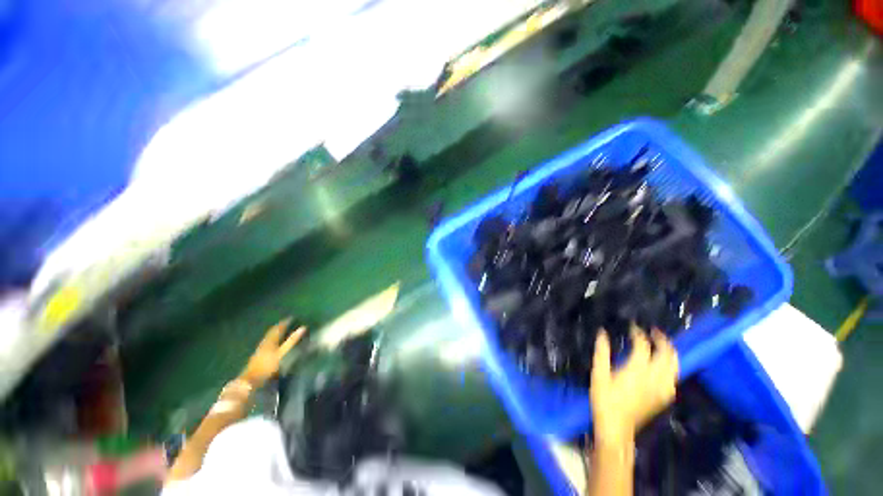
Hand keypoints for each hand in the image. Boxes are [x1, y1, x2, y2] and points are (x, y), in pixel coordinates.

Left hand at [240, 318, 306, 386]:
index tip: (292, 318)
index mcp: (271, 340)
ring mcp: (260, 349)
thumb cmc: (268, 365)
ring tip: (281, 331)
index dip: (285, 322)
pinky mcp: (258, 355)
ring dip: (275, 333)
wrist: (250, 380)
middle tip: (287, 323)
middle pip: (272, 332)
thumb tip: (303, 327)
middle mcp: (265, 342)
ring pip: (269, 337)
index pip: (278, 328)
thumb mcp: (282, 353)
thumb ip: (292, 341)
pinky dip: (272, 340)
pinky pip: (267, 343)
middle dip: (280, 327)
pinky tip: (273, 344)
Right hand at [590, 325, 677, 446]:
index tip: (633, 326)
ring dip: (671, 352)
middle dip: (663, 340)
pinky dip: (672, 366)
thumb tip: (602, 333)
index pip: (643, 345)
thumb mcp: (598, 373)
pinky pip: (674, 377)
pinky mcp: (664, 397)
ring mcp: (662, 388)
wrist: (617, 427)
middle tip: (655, 331)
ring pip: (675, 365)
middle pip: (667, 354)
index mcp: (637, 370)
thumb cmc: (604, 399)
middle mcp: (654, 378)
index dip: (639, 333)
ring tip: (662, 344)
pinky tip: (665, 365)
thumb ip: (601, 352)